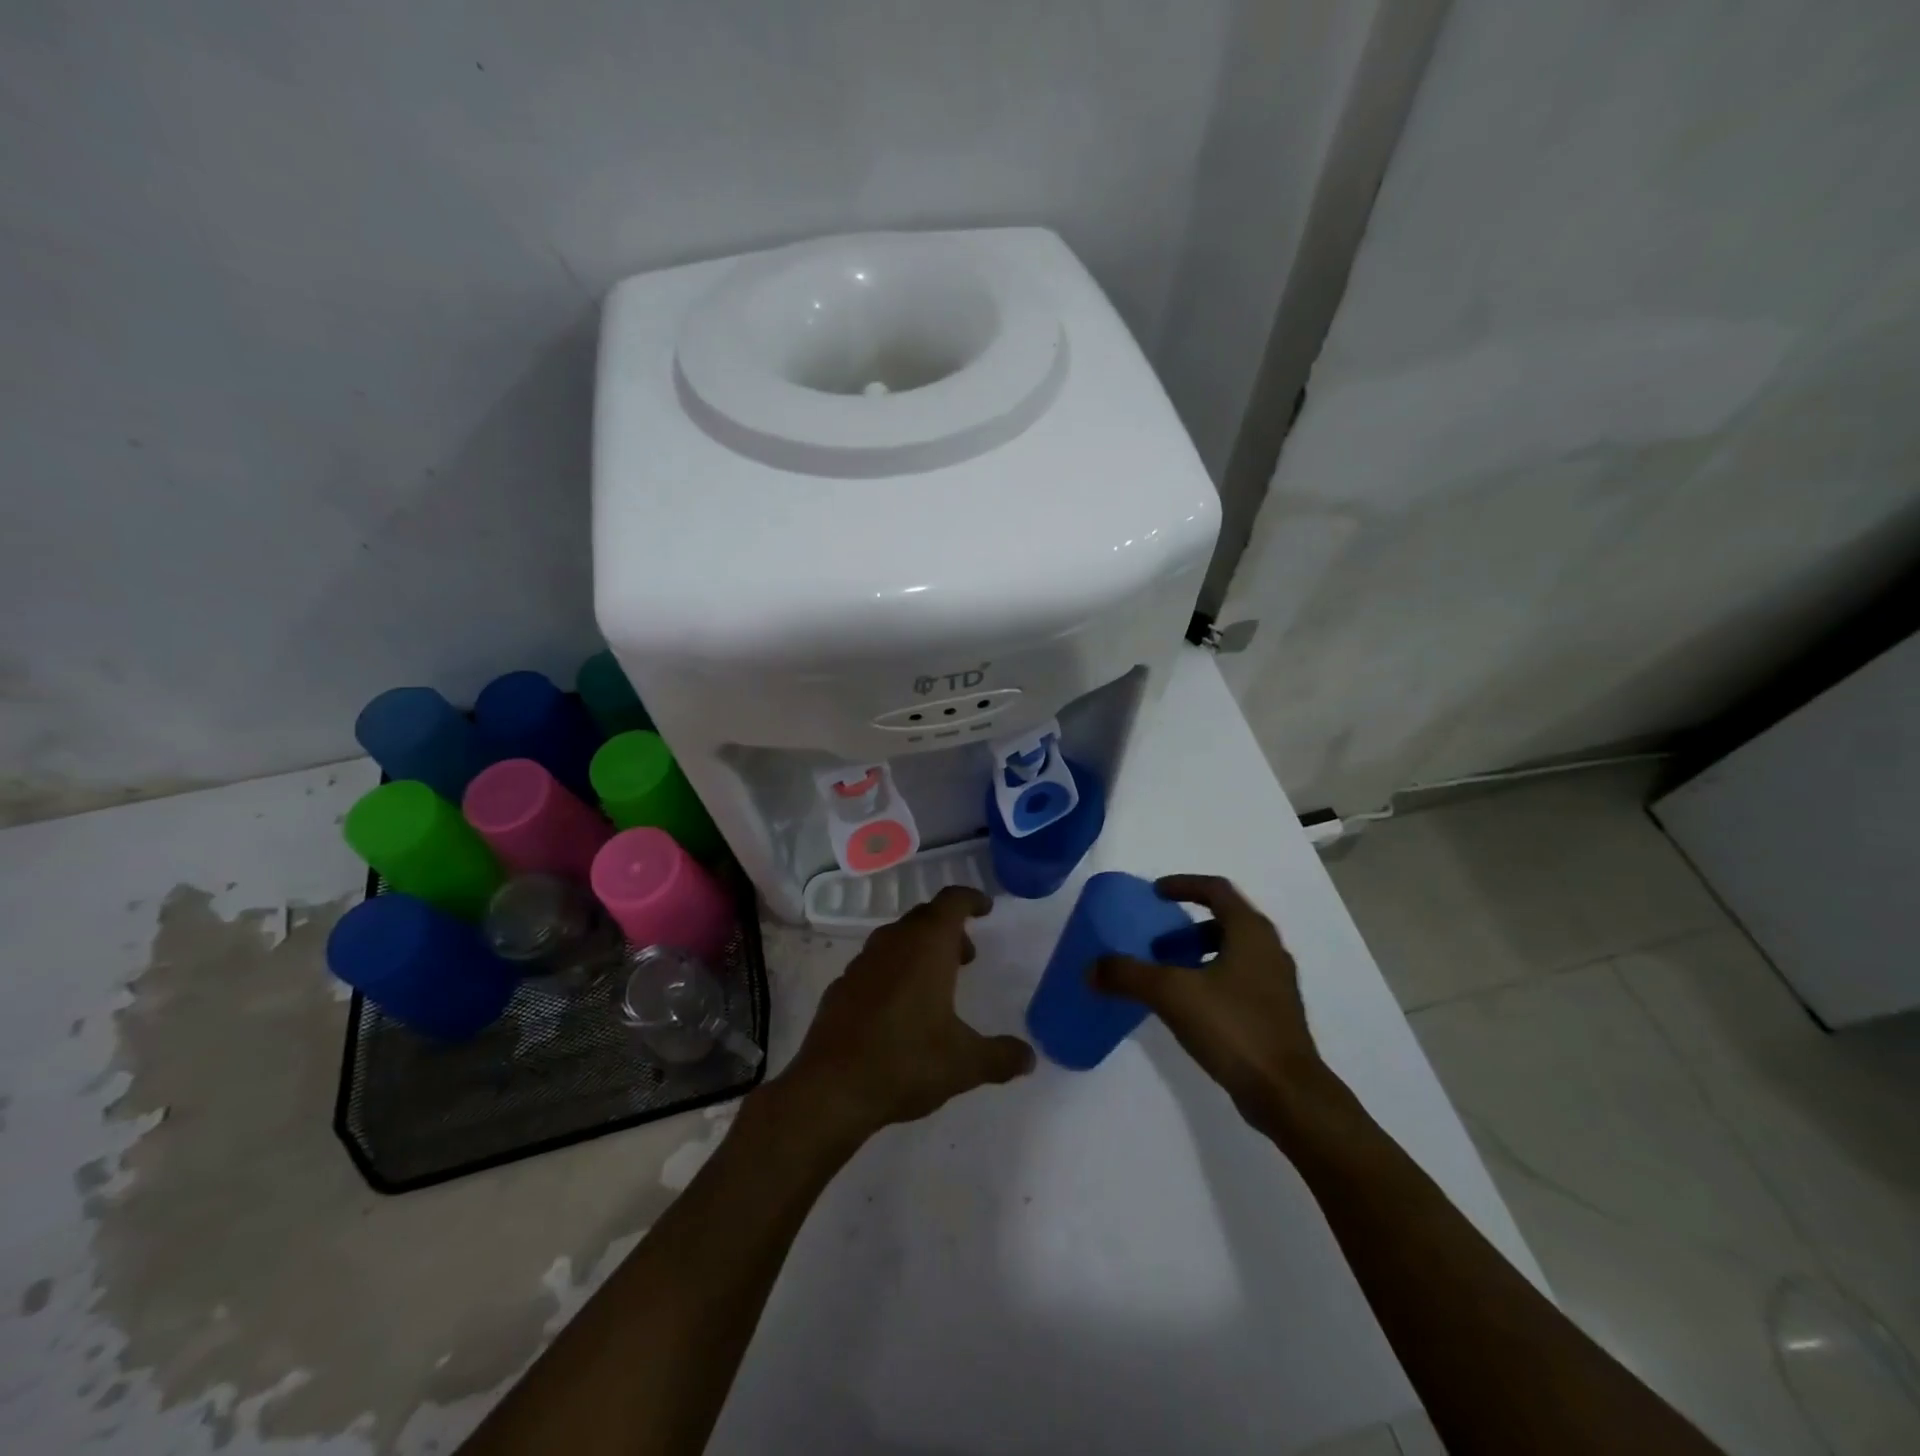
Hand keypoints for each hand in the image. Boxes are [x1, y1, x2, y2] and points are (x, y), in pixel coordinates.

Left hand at [774, 886, 1034, 1146]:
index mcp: (927, 946)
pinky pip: (875, 965)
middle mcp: (893, 943)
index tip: (985, 908)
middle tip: (967, 956)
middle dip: (948, 929)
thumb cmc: (906, 1062)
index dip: (971, 899)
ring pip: (897, 939)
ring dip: (920, 949)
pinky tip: (899, 1008)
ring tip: (936, 983)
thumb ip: (1000, 1056)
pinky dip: (893, 971)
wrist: (831, 1089)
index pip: (952, 902)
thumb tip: (1029, 1057)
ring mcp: (862, 963)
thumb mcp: (964, 1063)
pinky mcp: (840, 987)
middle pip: (924, 917)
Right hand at [1093, 875, 1327, 1132]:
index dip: (1183, 885)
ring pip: (1232, 952)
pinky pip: (1237, 980)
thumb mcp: (1171, 994)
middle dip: (1186, 927)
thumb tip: (1091, 968)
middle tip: (1156, 942)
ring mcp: (1276, 984)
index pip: (1216, 889)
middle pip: (1224, 921)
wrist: (1287, 1093)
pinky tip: (1188, 1007)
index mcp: (1250, 932)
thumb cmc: (1233, 1027)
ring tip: (1167, 975)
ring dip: (1197, 954)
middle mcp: (1269, 949)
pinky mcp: (1276, 1014)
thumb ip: (1128, 975)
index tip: (1155, 893)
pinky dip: (1210, 979)